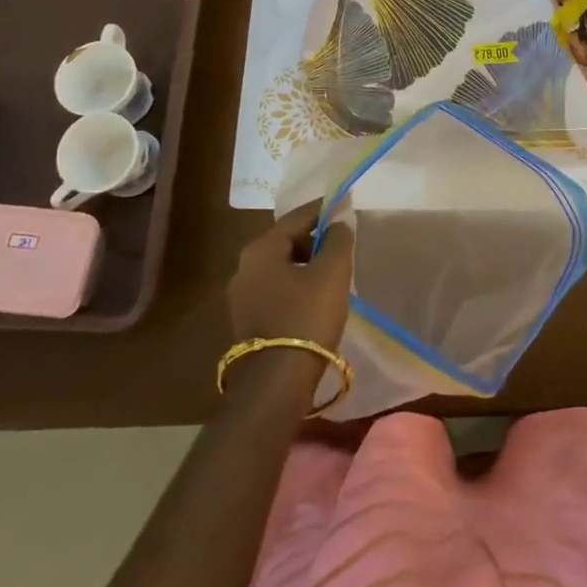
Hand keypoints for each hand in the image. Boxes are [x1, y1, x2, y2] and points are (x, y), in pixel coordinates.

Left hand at [226, 201, 354, 352]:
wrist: (277, 382)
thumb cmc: (306, 317)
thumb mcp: (332, 272)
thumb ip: (338, 240)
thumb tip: (338, 224)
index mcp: (261, 249)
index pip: (296, 217)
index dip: (323, 209)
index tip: (344, 204)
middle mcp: (244, 267)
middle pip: (286, 241)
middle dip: (314, 239)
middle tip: (342, 243)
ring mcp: (242, 296)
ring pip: (281, 267)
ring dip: (306, 264)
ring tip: (334, 272)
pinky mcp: (248, 320)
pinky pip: (277, 290)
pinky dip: (297, 286)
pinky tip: (316, 298)